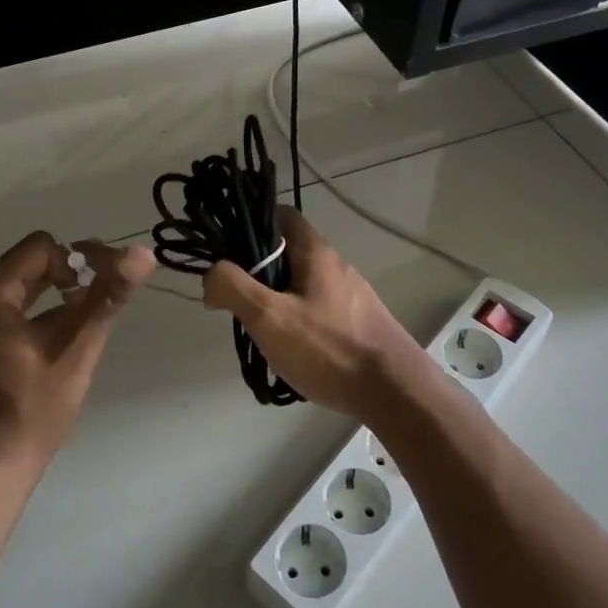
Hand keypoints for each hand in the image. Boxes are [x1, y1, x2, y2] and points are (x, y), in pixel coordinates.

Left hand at [0, 232, 155, 472]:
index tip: (104, 288)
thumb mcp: (75, 351)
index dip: (80, 260)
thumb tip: (142, 254)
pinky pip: (4, 313)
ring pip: (18, 290)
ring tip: (85, 327)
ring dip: (54, 299)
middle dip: (70, 278)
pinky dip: (34, 317)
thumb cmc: (30, 411)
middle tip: (102, 304)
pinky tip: (57, 345)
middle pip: (28, 266)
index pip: (41, 248)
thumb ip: (106, 298)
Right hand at [200, 208, 422, 412]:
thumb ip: (233, 287)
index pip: (281, 215)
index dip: (251, 225)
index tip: (227, 251)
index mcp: (315, 252)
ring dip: (276, 302)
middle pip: (287, 253)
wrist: (395, 392)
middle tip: (238, 303)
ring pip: (301, 285)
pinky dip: (298, 323)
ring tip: (260, 334)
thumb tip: (212, 275)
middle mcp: (335, 265)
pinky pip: (318, 311)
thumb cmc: (328, 348)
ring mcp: (351, 295)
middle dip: (258, 274)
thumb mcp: (269, 317)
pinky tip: (291, 353)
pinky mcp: (358, 322)